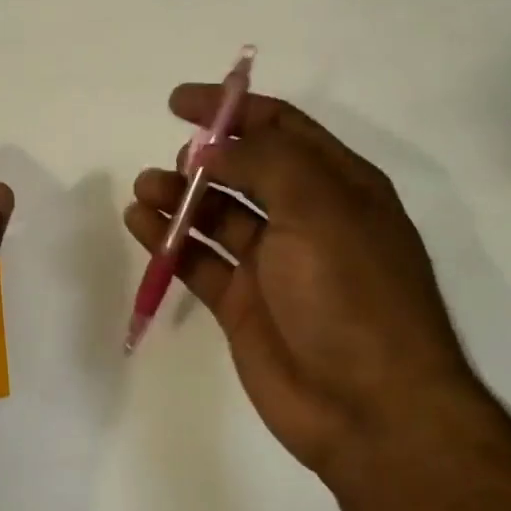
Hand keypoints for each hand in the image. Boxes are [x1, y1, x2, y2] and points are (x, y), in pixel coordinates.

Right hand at [123, 87, 480, 474]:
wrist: (370, 408)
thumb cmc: (352, 295)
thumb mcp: (319, 209)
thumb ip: (264, 164)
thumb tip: (212, 147)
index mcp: (339, 187)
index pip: (281, 128)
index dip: (232, 108)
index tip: (179, 101)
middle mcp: (306, 219)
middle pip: (245, 170)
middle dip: (203, 158)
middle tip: (172, 163)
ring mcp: (272, 264)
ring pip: (216, 215)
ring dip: (179, 197)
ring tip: (144, 190)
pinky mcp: (242, 303)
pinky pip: (198, 259)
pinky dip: (169, 240)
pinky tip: (140, 223)